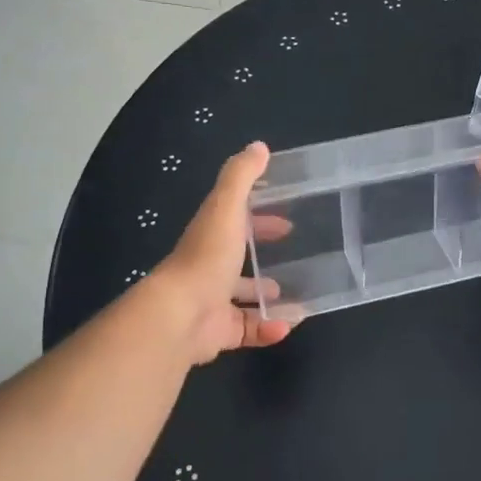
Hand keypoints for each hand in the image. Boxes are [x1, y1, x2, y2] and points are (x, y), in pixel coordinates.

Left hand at [148, 141, 297, 364]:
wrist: (181, 315)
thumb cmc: (207, 257)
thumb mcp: (226, 207)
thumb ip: (241, 177)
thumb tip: (259, 147)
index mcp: (211, 237)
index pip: (236, 222)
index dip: (260, 219)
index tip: (287, 222)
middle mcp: (209, 268)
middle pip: (239, 261)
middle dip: (265, 260)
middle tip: (299, 260)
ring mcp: (212, 302)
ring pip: (244, 300)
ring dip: (269, 299)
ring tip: (298, 301)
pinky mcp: (218, 333)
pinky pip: (248, 331)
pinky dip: (268, 329)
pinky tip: (287, 326)